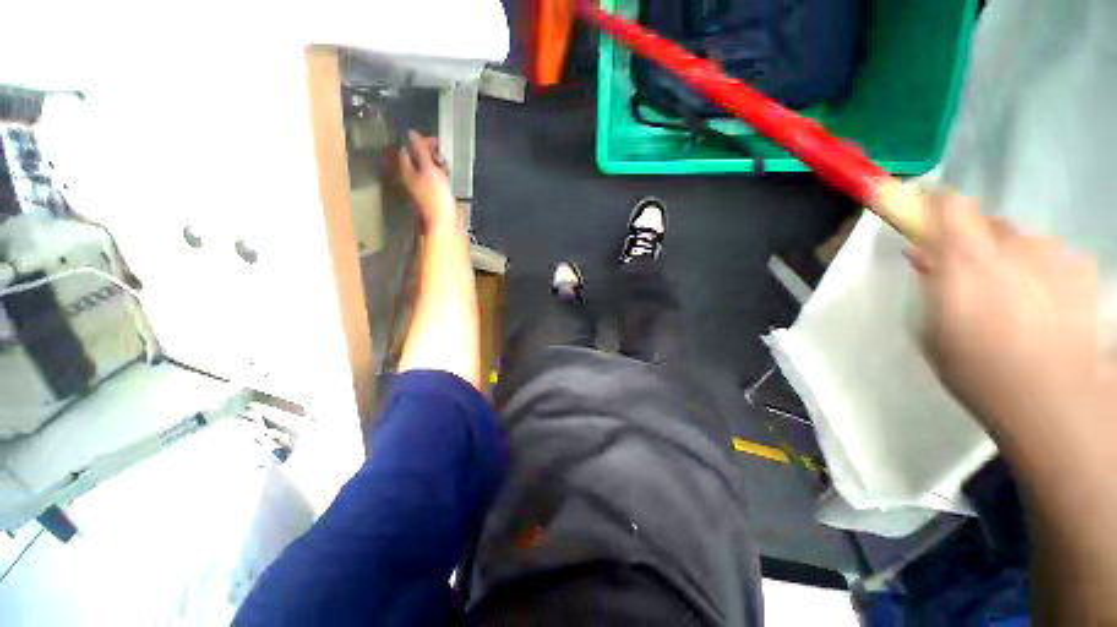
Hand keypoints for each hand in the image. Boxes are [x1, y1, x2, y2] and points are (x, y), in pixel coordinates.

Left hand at [398, 131, 458, 230]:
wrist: (444, 221)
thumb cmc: (436, 196)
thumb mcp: (429, 169)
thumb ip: (421, 151)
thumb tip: (411, 133)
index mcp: (407, 170)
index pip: (409, 148)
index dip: (421, 142)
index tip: (436, 142)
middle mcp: (412, 177)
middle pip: (417, 158)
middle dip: (429, 153)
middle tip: (442, 153)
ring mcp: (423, 186)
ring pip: (427, 168)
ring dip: (436, 163)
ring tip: (446, 164)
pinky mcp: (434, 194)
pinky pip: (435, 178)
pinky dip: (441, 174)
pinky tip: (448, 175)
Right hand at [912, 191, 1113, 440]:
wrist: (1052, 399)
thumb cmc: (976, 366)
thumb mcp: (931, 326)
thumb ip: (927, 280)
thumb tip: (923, 253)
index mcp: (965, 259)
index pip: (949, 205)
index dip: (935, 204)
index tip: (925, 214)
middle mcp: (1011, 245)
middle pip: (987, 222)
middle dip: (974, 241)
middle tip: (971, 273)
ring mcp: (1052, 254)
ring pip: (1022, 240)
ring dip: (1010, 257)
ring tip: (1013, 298)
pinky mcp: (1081, 268)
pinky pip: (1052, 257)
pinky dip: (1042, 271)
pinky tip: (1043, 305)